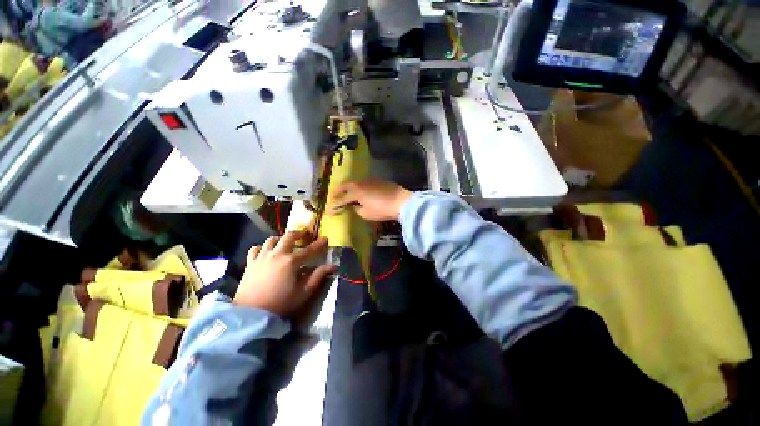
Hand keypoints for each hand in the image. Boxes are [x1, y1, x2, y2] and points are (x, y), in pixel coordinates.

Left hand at [234, 230, 336, 318]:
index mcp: (292, 261)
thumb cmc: (281, 303)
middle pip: (289, 236)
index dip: (319, 243)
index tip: (325, 238)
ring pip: (271, 240)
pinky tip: (265, 252)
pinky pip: (255, 249)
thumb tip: (333, 266)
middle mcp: (277, 254)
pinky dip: (262, 248)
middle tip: (304, 234)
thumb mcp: (304, 291)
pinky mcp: (250, 263)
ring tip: (285, 242)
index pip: (310, 249)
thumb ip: (318, 276)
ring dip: (280, 238)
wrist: (252, 314)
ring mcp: (262, 257)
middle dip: (298, 233)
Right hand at [329, 179, 412, 221]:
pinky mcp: (377, 181)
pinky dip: (358, 187)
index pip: (342, 199)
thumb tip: (354, 206)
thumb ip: (356, 209)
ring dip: (347, 188)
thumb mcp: (366, 213)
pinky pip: (363, 183)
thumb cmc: (382, 209)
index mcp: (356, 191)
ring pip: (354, 183)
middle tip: (332, 197)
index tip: (329, 211)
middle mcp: (360, 183)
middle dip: (337, 192)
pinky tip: (359, 191)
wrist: (401, 201)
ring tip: (345, 193)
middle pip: (345, 186)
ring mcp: (369, 180)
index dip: (335, 206)